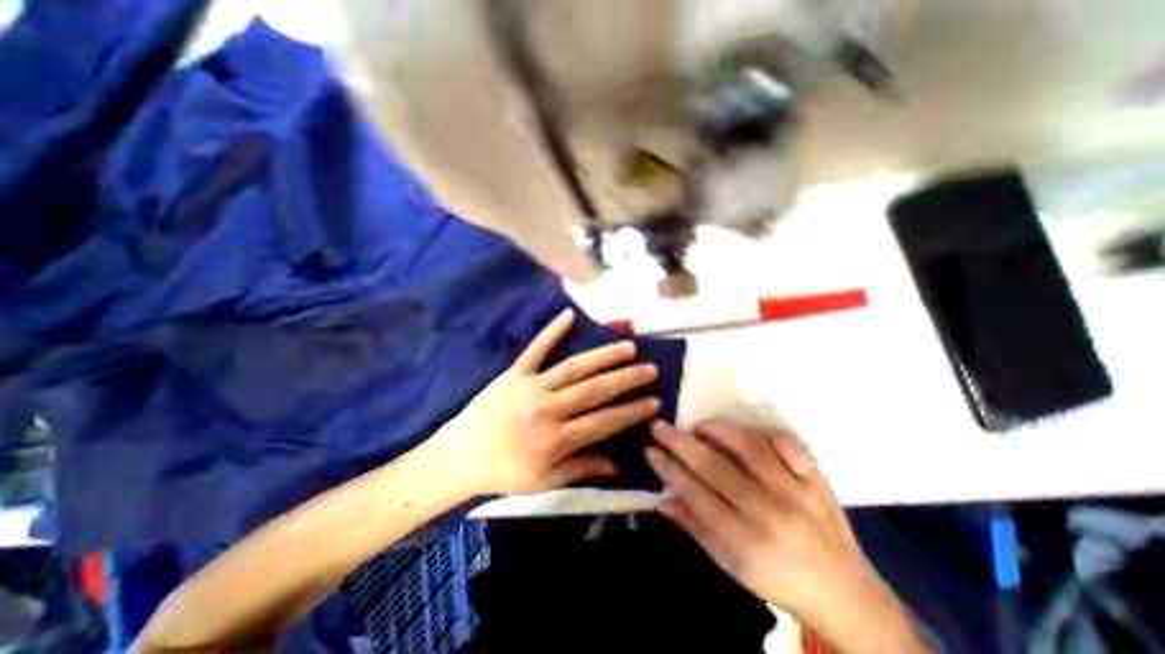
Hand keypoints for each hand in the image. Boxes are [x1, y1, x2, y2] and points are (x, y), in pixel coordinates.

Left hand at [446, 307, 657, 494]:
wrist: (460, 456)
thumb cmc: (504, 473)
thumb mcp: (545, 481)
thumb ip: (582, 469)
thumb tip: (617, 465)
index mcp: (557, 439)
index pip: (605, 422)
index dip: (632, 411)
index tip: (655, 401)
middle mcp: (548, 409)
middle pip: (595, 390)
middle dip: (627, 379)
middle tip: (650, 368)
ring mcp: (531, 386)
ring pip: (574, 367)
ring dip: (603, 356)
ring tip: (628, 346)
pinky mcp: (515, 373)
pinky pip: (536, 349)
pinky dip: (552, 331)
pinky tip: (569, 315)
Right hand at [641, 421, 935, 650]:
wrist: (845, 594)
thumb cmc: (779, 581)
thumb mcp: (732, 568)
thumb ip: (695, 529)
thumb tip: (662, 499)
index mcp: (745, 541)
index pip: (695, 493)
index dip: (668, 467)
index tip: (650, 448)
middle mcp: (769, 511)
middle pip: (714, 466)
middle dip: (679, 442)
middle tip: (659, 425)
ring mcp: (796, 490)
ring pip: (749, 447)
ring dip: (717, 430)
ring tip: (697, 425)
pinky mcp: (816, 479)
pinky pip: (787, 444)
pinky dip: (762, 432)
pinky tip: (744, 432)